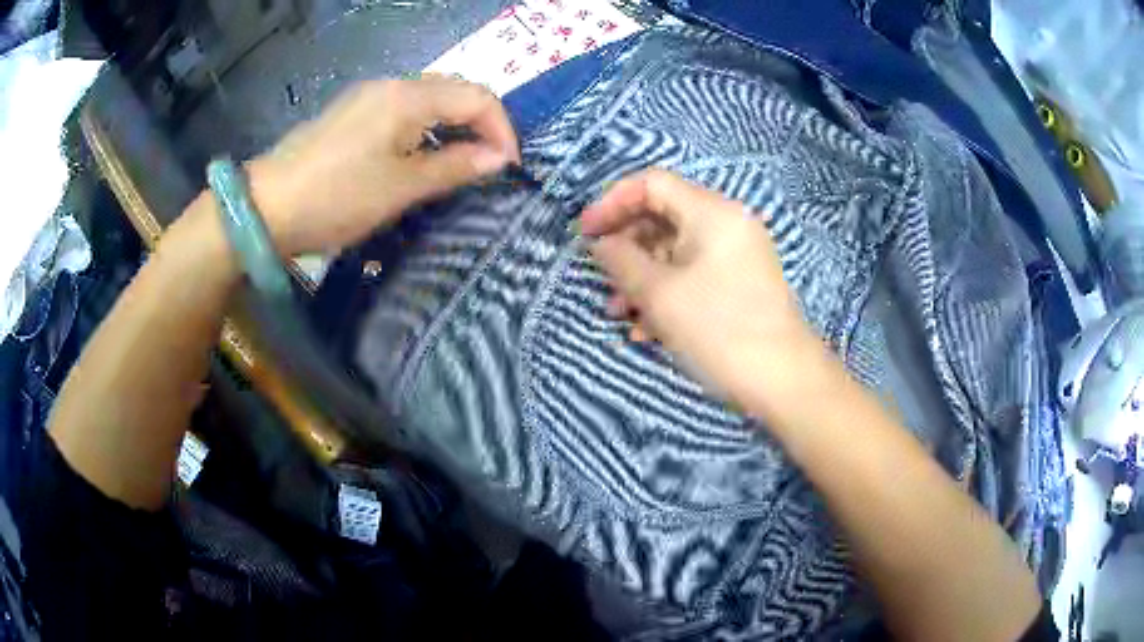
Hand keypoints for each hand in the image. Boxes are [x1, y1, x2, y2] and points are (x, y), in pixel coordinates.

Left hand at [248, 76, 519, 255]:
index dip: (502, 129)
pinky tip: (418, 157)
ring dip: (452, 127)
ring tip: (459, 165)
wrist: (265, 208)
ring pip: (428, 101)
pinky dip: (424, 129)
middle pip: (454, 91)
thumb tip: (498, 158)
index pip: (477, 96)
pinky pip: (402, 112)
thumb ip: (454, 167)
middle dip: (480, 124)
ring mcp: (367, 97)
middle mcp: (391, 85)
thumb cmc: (336, 197)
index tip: (509, 168)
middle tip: (488, 166)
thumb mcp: (401, 188)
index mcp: (408, 96)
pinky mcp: (350, 114)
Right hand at [581, 169, 837, 421]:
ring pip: (675, 252)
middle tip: (603, 281)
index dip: (612, 203)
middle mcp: (726, 224)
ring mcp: (735, 256)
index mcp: (711, 212)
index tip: (586, 234)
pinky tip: (647, 330)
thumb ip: (621, 261)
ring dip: (642, 278)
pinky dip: (667, 293)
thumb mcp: (659, 294)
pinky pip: (693, 275)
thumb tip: (601, 243)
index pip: (652, 184)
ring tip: (619, 314)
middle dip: (626, 249)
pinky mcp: (738, 284)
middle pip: (663, 218)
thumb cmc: (719, 330)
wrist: (782, 381)